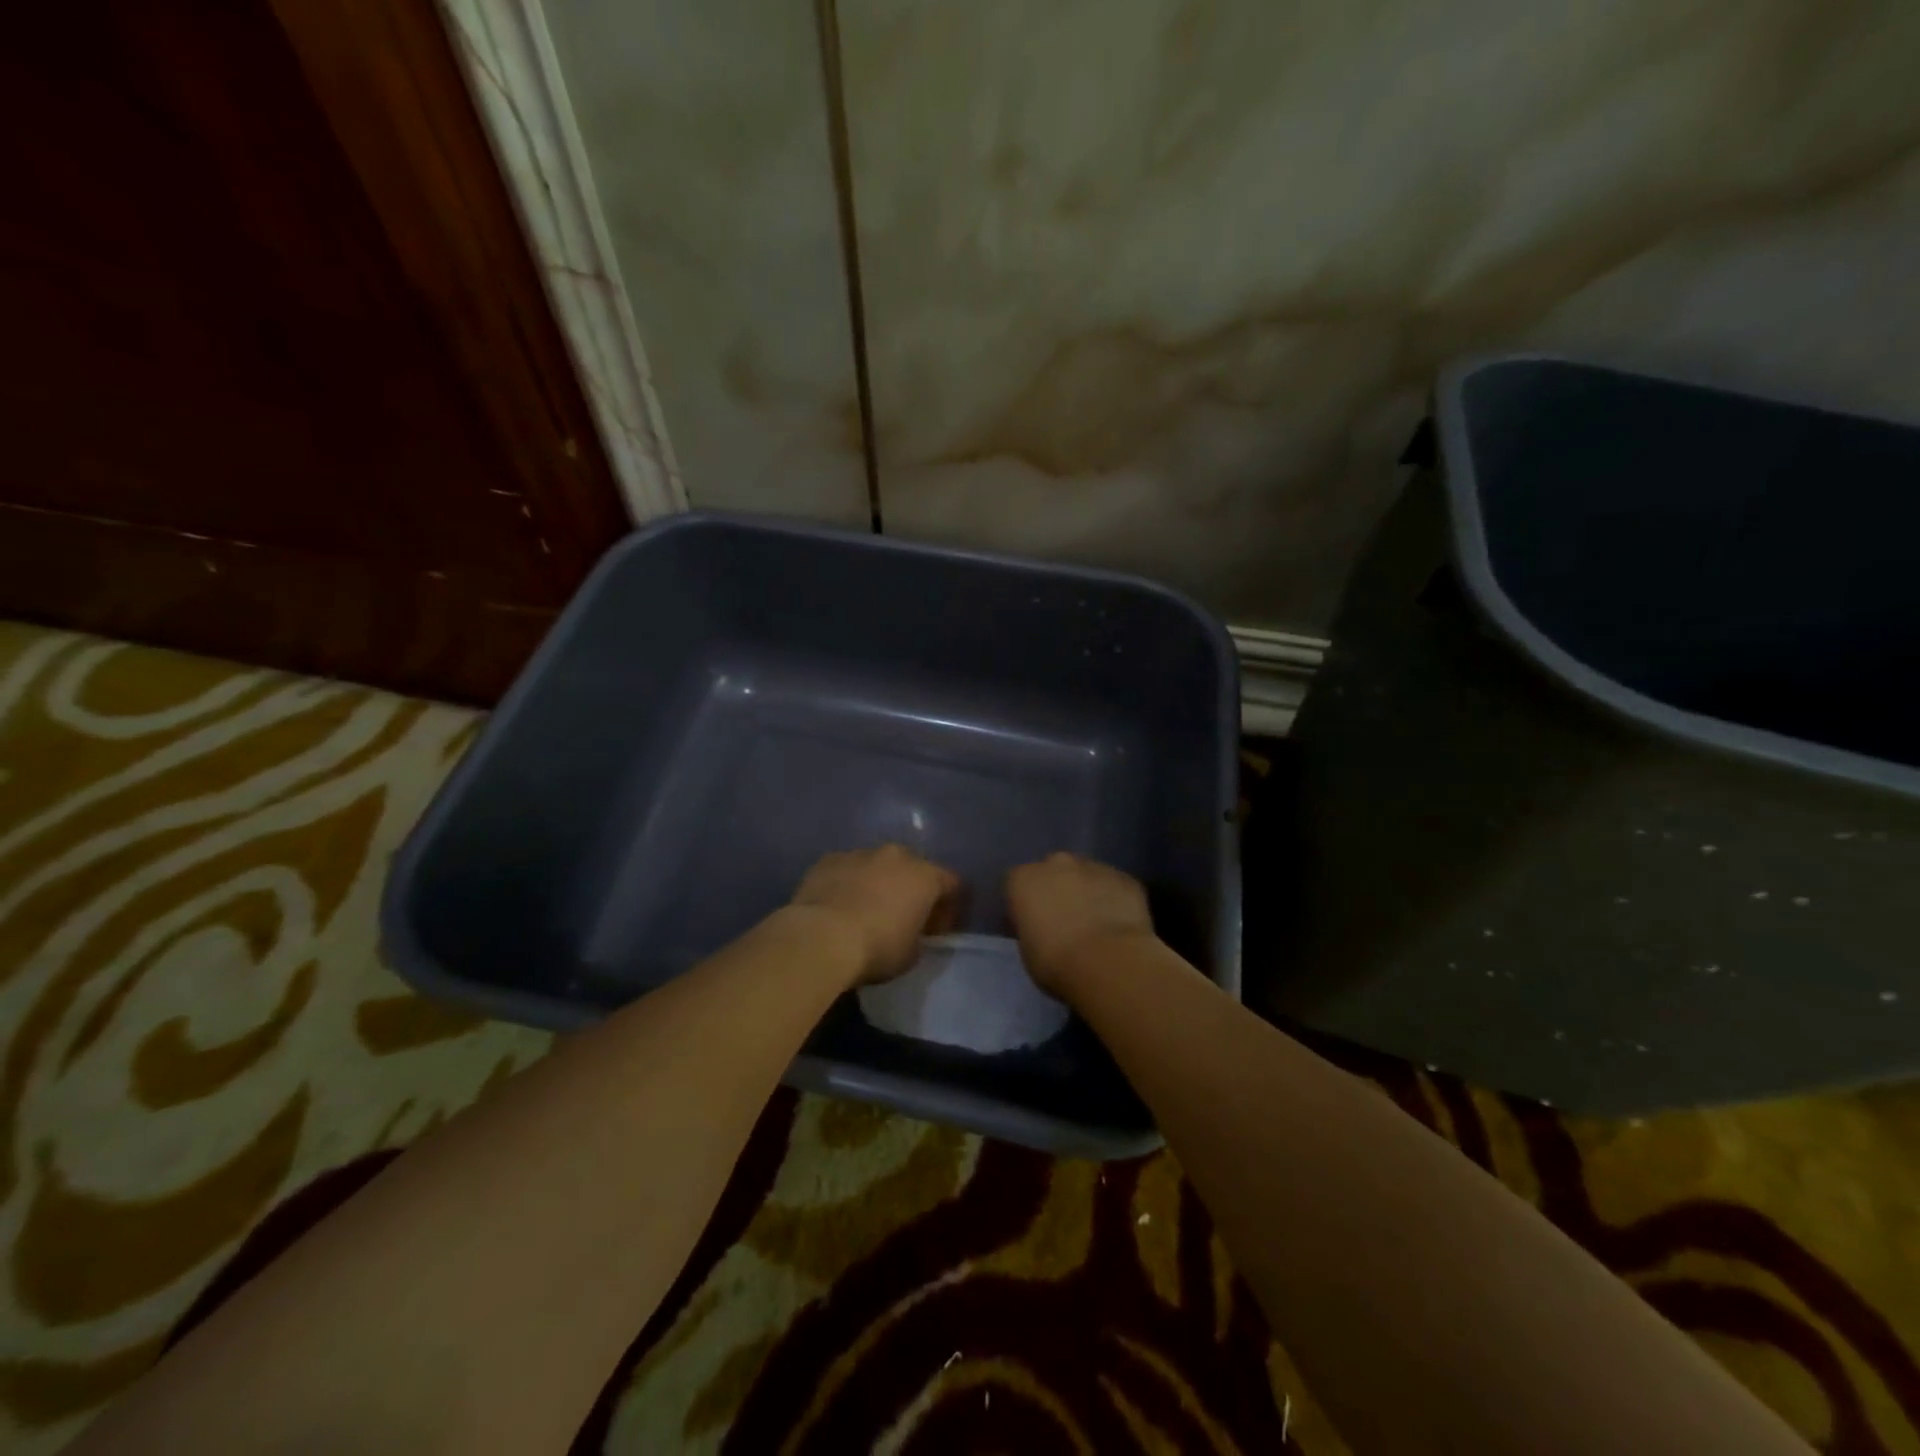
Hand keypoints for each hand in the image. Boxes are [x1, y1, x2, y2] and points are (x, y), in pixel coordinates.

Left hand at [789, 845, 959, 985]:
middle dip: (912, 890)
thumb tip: (911, 931)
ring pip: (878, 865)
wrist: (821, 937)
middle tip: (903, 918)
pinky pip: (847, 869)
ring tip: (866, 912)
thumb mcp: (911, 954)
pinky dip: (849, 883)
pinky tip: (838, 907)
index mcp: (925, 876)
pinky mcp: (829, 859)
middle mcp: (896, 855)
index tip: (936, 931)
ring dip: (879, 884)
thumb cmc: (877, 948)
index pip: (952, 884)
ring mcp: (860, 853)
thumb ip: (919, 936)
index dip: (950, 908)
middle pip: (914, 868)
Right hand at [1005, 852, 1155, 998]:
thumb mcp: (1027, 950)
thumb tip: (1041, 927)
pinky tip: (1119, 925)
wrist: (1109, 963)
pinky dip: (1114, 900)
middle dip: (1057, 890)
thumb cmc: (1056, 962)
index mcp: (1023, 879)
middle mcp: (1057, 863)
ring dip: (1087, 893)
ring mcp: (1094, 866)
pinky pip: (1114, 887)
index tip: (1032, 926)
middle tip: (1064, 922)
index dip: (1024, 905)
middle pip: (1053, 872)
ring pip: (1087, 876)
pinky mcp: (1126, 878)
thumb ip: (1031, 927)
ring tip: (1096, 925)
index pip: (1016, 885)